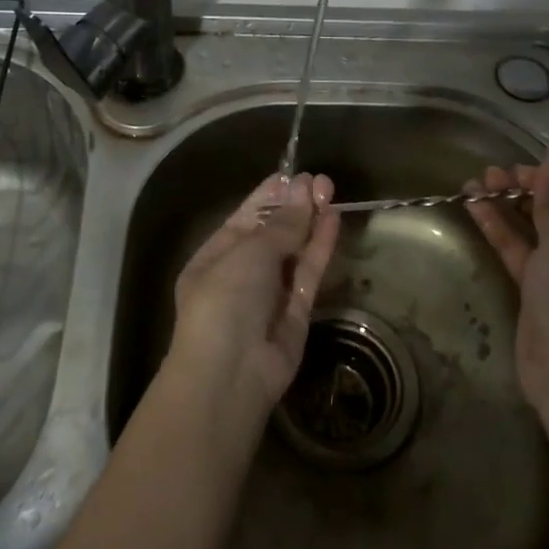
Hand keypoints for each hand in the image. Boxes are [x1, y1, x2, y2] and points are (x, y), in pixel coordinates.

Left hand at [169, 172, 340, 419]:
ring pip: (294, 251)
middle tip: (320, 180)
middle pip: (273, 232)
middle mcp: (242, 272)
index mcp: (216, 255)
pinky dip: (320, 247)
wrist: (230, 373)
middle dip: (294, 206)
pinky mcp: (296, 312)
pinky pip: (308, 273)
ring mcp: (270, 293)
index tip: (294, 174)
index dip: (269, 196)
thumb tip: (302, 190)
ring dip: (310, 222)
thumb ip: (281, 225)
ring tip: (330, 189)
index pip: (245, 217)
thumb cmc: (225, 300)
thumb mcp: (248, 253)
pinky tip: (333, 219)